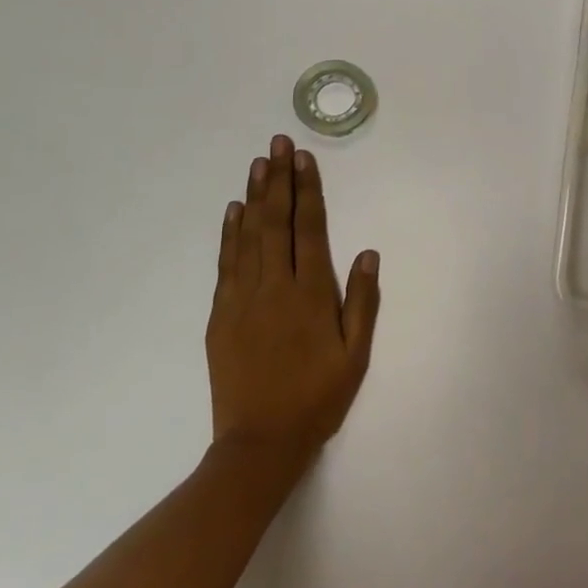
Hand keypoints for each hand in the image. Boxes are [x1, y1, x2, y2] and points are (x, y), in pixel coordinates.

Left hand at [207, 135, 380, 458]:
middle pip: (276, 222)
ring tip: (257, 164)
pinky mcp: (220, 316)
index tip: (303, 158)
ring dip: (254, 196)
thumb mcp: (355, 354)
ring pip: (248, 236)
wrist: (259, 444)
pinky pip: (226, 264)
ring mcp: (243, 299)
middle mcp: (275, 286)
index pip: (309, 228)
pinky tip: (234, 210)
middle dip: (278, 179)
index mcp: (310, 293)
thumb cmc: (317, 397)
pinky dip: (229, 234)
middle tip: (276, 143)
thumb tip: (368, 252)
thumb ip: (362, 301)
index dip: (307, 190)